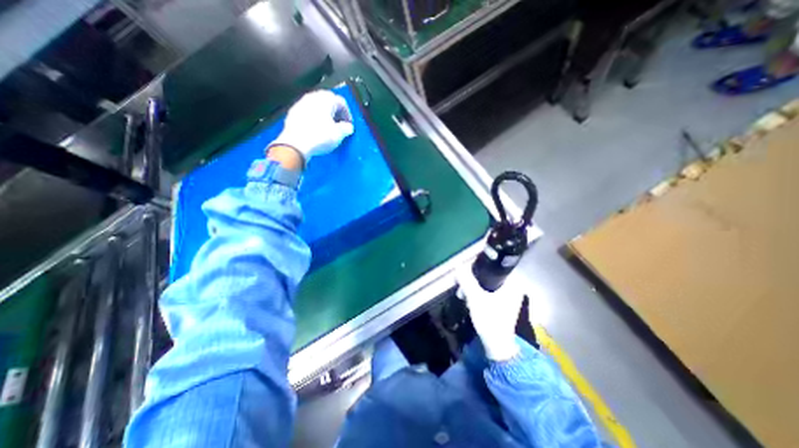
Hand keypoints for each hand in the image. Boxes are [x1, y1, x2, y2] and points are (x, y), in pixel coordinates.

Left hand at [270, 90, 353, 162]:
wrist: (296, 144)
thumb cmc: (319, 137)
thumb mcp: (339, 135)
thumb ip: (346, 128)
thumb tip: (348, 127)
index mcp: (326, 99)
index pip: (341, 102)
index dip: (347, 113)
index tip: (348, 124)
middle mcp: (313, 97)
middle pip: (328, 101)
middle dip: (335, 111)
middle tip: (339, 123)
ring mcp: (301, 104)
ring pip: (316, 105)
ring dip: (323, 114)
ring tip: (327, 127)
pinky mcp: (293, 113)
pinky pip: (307, 112)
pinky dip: (313, 118)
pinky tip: (315, 129)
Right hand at [456, 264, 524, 361]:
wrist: (497, 345)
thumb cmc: (489, 319)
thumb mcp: (475, 298)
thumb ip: (466, 281)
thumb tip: (458, 266)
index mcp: (512, 284)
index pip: (494, 267)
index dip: (479, 266)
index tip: (467, 271)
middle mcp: (514, 288)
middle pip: (489, 277)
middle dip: (474, 281)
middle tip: (462, 286)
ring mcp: (510, 297)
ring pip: (488, 285)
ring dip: (475, 289)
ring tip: (463, 295)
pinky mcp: (504, 305)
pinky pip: (490, 293)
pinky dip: (480, 295)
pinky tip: (470, 301)